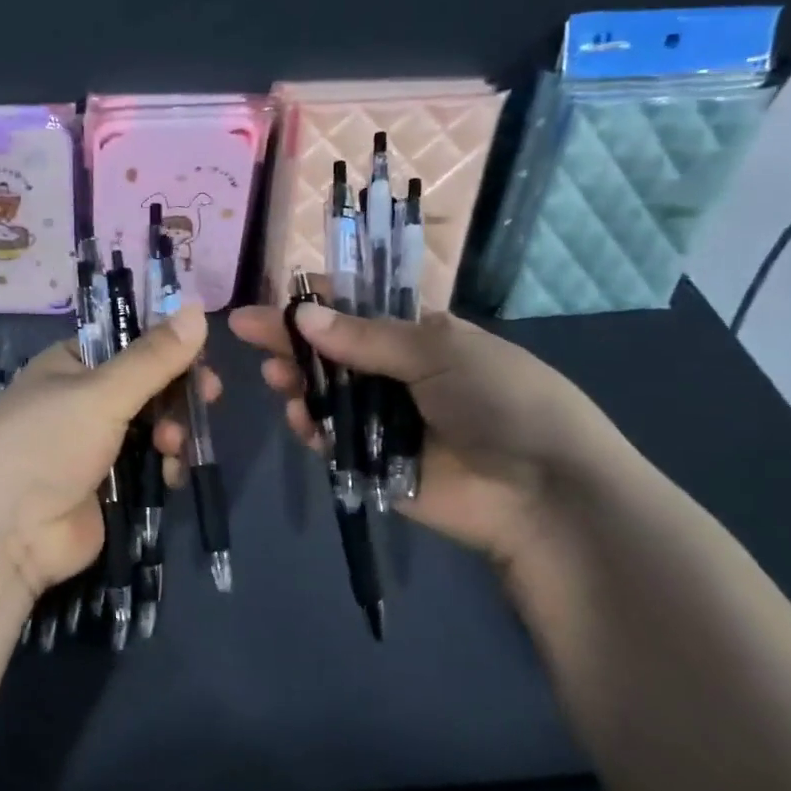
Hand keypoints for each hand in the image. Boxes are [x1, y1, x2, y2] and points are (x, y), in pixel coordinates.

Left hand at [0, 302, 220, 596]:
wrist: (6, 533)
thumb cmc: (47, 444)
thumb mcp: (101, 393)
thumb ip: (153, 357)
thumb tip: (197, 308)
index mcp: (71, 364)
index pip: (128, 341)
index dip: (167, 346)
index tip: (202, 355)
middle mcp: (82, 400)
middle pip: (146, 385)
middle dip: (176, 392)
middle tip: (208, 397)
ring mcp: (95, 445)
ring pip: (153, 425)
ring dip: (173, 430)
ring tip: (173, 446)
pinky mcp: (108, 485)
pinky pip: (149, 463)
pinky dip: (165, 464)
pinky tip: (170, 474)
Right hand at [228, 301, 623, 568]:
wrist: (542, 492)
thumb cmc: (499, 400)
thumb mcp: (438, 352)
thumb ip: (366, 337)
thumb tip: (302, 315)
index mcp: (420, 336)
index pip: (357, 309)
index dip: (316, 302)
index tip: (276, 299)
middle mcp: (397, 374)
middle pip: (332, 351)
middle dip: (292, 341)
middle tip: (249, 332)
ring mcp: (383, 419)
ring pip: (325, 394)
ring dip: (297, 382)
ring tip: (277, 377)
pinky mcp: (373, 462)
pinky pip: (331, 439)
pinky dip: (312, 427)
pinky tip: (301, 419)